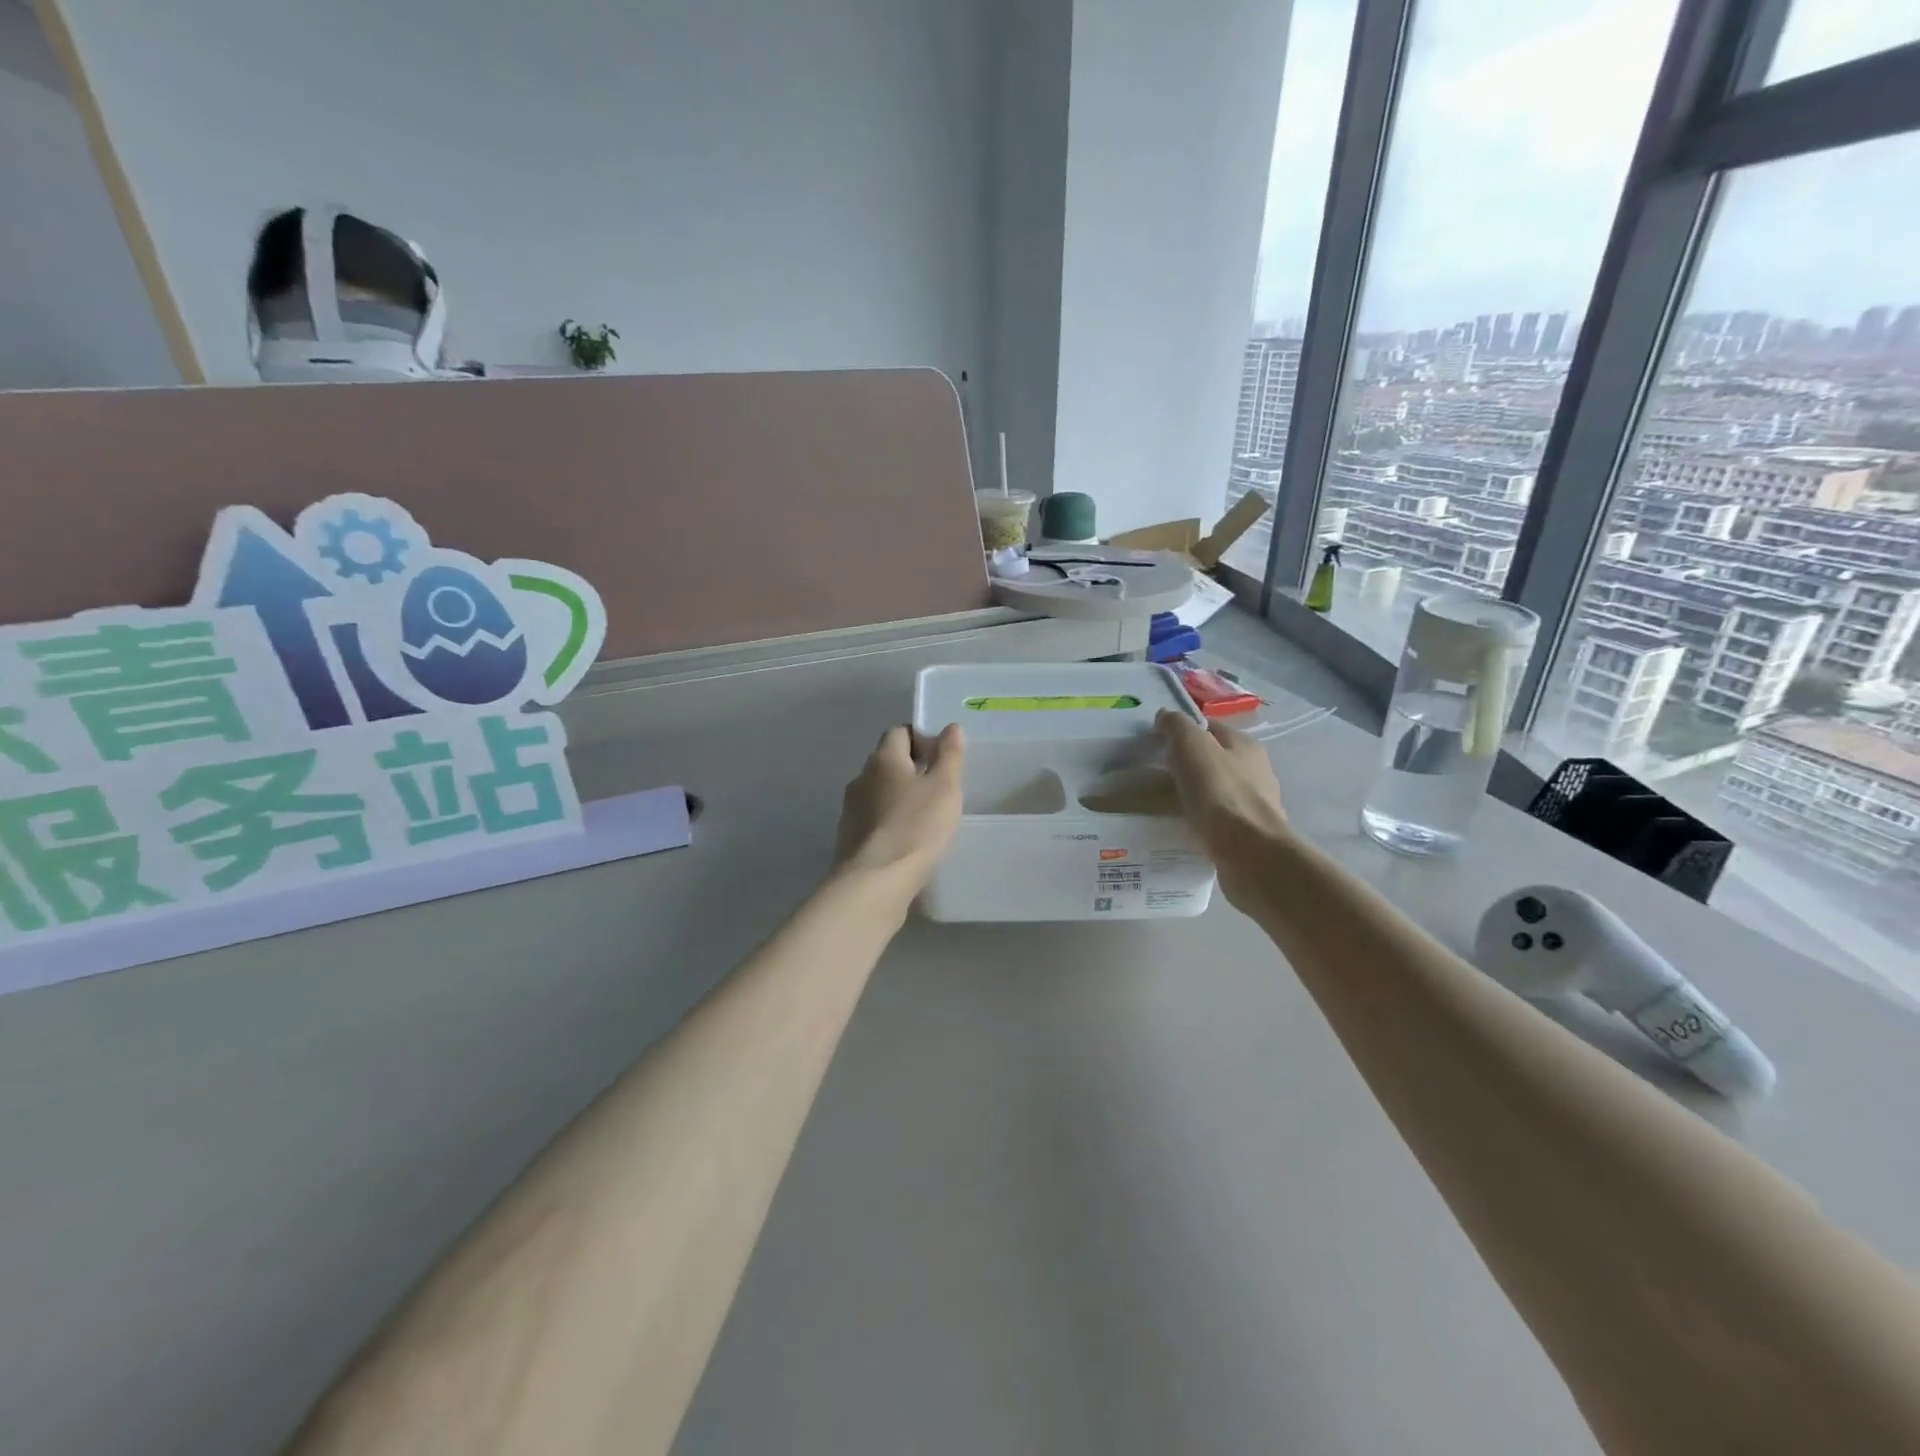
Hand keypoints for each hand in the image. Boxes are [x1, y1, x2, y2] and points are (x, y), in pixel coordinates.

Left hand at [834, 724, 964, 894]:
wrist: (875, 882)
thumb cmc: (916, 827)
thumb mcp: (944, 788)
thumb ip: (949, 755)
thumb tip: (950, 727)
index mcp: (883, 758)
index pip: (899, 732)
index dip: (921, 737)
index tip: (942, 756)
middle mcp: (861, 777)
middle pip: (887, 761)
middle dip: (911, 767)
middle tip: (939, 785)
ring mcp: (851, 808)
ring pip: (879, 791)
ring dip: (899, 796)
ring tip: (926, 815)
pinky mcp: (849, 836)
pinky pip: (874, 817)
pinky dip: (890, 820)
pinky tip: (908, 838)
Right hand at [1155, 710, 1292, 904]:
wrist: (1250, 854)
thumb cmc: (1220, 793)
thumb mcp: (1191, 747)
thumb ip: (1177, 726)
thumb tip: (1166, 717)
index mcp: (1245, 745)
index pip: (1209, 727)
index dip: (1181, 731)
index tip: (1154, 745)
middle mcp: (1255, 770)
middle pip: (1212, 760)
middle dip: (1186, 765)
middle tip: (1153, 776)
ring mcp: (1254, 804)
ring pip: (1214, 791)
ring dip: (1192, 795)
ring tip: (1162, 806)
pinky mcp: (1248, 834)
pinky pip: (1216, 820)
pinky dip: (1199, 821)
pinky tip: (1181, 828)